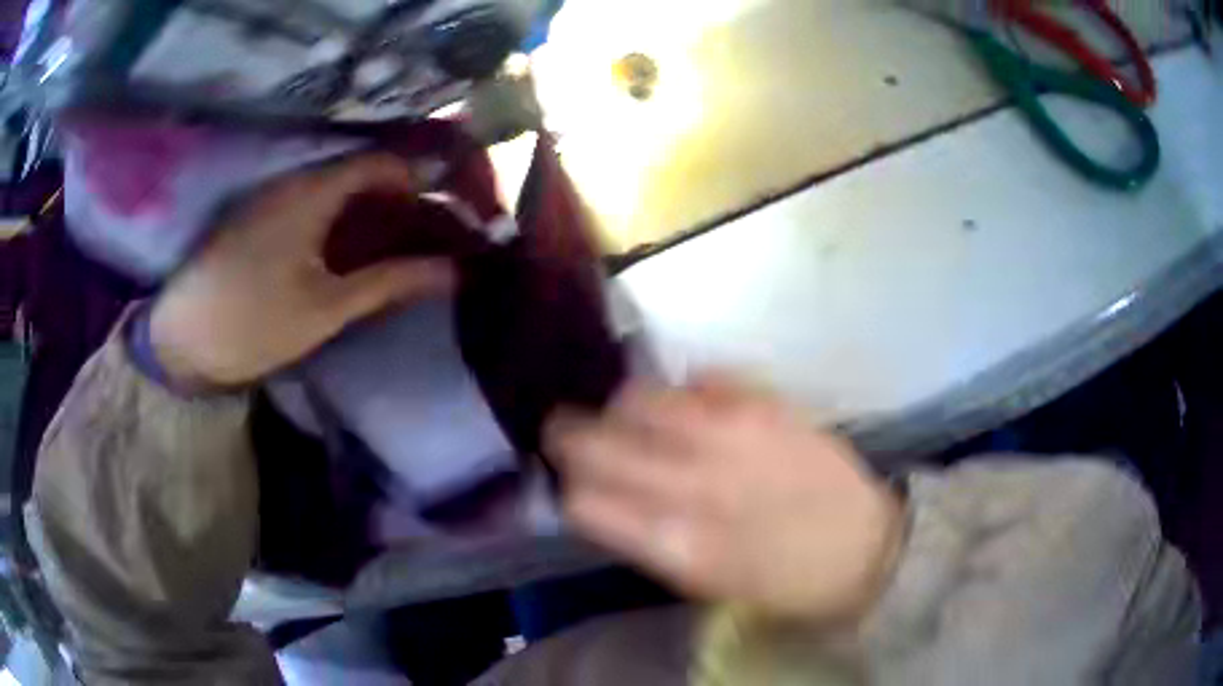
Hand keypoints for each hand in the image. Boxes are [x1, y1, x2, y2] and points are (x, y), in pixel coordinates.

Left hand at [150, 155, 455, 387]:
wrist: (182, 337)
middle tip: (425, 237)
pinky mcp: (258, 219)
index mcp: (313, 192)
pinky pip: (311, 206)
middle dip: (398, 201)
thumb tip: (452, 272)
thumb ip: (390, 283)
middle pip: (360, 174)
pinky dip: (339, 223)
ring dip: (369, 212)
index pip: (381, 163)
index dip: (419, 181)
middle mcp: (294, 181)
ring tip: (394, 248)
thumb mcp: (327, 308)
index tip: (445, 214)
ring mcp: (273, 198)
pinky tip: (348, 254)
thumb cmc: (254, 321)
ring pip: (335, 191)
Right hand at [546, 375, 903, 622]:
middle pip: (596, 441)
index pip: (585, 502)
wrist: (864, 546)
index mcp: (675, 543)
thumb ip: (648, 538)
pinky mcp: (766, 403)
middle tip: (568, 431)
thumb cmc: (782, 581)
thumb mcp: (705, 582)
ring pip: (638, 397)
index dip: (569, 488)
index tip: (571, 483)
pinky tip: (693, 402)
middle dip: (569, 435)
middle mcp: (694, 483)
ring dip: (622, 406)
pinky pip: (702, 375)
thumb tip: (603, 496)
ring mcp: (730, 434)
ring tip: (631, 413)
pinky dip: (685, 387)